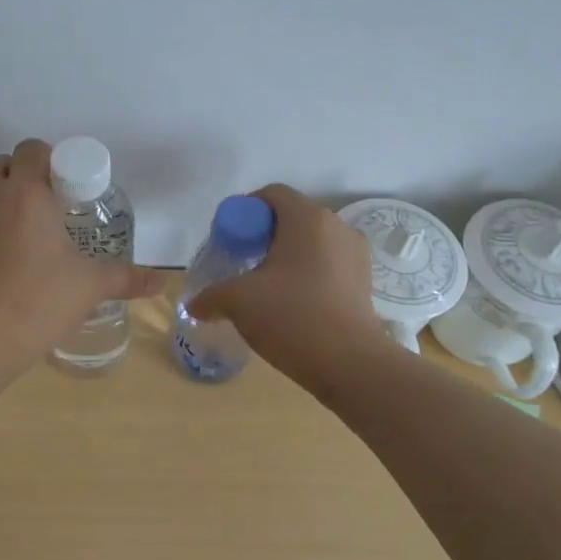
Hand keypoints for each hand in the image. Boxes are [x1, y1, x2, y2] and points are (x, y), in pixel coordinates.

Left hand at [0, 139, 164, 369]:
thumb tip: (160, 282)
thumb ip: (127, 278)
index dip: (50, 160)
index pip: (31, 149)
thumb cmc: (40, 300)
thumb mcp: (91, 286)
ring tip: (26, 241)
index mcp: (25, 193)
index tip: (66, 188)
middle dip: (25, 179)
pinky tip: (1, 266)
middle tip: (50, 211)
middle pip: (4, 166)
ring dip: (3, 204)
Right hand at [186, 184, 385, 389]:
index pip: (272, 194)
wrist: (350, 364)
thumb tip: (195, 305)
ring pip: (311, 244)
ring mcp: (356, 256)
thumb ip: (211, 296)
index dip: (245, 211)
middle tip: (242, 264)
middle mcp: (337, 227)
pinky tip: (292, 305)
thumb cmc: (291, 316)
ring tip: (266, 288)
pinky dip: (307, 276)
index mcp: (307, 219)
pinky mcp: (365, 283)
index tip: (229, 240)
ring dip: (287, 258)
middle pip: (292, 219)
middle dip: (263, 237)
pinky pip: (328, 266)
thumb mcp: (238, 301)